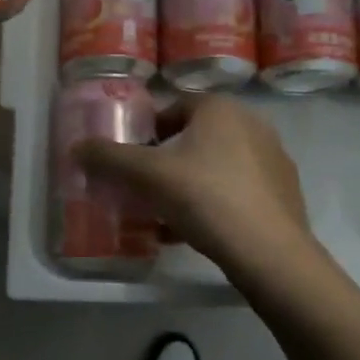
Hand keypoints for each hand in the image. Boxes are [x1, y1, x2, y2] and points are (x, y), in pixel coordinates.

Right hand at [78, 95, 314, 277]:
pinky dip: (212, 203)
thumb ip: (109, 158)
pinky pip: (236, 189)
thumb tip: (76, 148)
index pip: (172, 109)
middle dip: (165, 161)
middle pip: (193, 138)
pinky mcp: (283, 192)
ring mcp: (272, 158)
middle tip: (144, 189)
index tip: (130, 161)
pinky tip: (193, 232)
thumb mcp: (147, 176)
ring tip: (164, 215)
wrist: (269, 252)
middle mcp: (251, 123)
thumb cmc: (205, 198)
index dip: (146, 133)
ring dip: (187, 184)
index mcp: (220, 107)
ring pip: (215, 166)